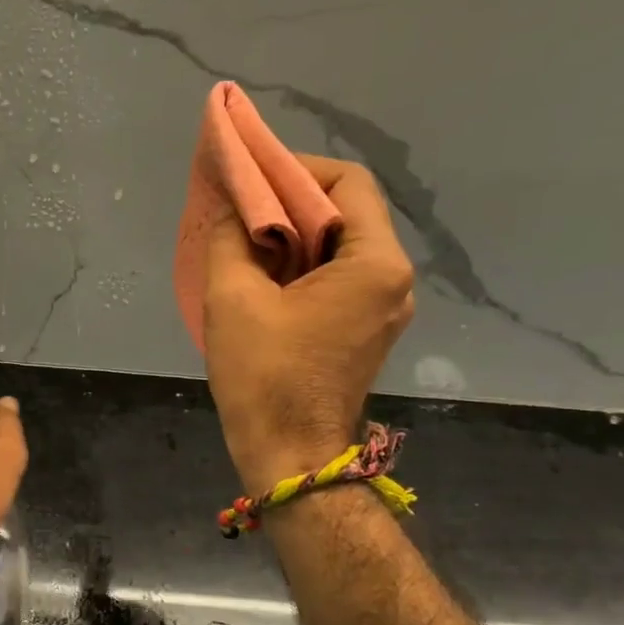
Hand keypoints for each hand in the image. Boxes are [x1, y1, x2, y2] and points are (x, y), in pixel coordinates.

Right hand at [204, 156, 415, 492]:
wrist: (289, 456)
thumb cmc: (264, 375)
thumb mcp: (233, 297)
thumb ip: (231, 237)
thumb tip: (232, 204)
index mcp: (374, 263)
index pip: (346, 182)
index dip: (294, 169)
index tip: (248, 178)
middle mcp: (393, 279)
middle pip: (346, 213)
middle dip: (289, 203)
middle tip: (238, 207)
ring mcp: (383, 307)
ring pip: (339, 247)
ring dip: (292, 236)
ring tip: (242, 240)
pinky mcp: (365, 330)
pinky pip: (336, 278)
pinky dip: (300, 266)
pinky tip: (261, 275)